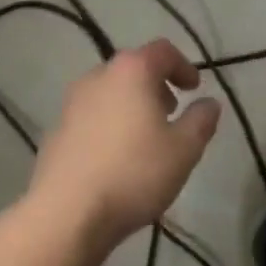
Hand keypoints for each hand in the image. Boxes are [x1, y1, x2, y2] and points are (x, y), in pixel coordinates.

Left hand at [27, 39, 221, 249]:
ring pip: (110, 92)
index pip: (163, 51)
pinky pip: (91, 117)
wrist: (65, 214)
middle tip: (172, 111)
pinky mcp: (55, 132)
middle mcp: (98, 77)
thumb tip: (209, 104)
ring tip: (146, 136)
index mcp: (132, 71)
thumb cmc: (133, 173)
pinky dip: (109, 125)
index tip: (194, 89)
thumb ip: (201, 120)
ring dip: (131, 105)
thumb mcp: (184, 149)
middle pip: (133, 69)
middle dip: (156, 86)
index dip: (183, 66)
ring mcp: (71, 103)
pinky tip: (117, 158)